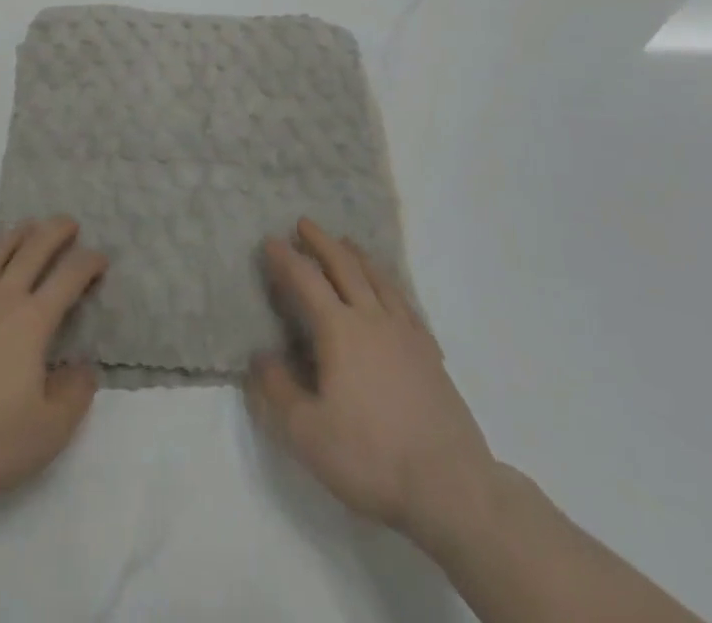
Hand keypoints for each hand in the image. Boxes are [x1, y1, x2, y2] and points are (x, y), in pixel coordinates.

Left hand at [0, 216, 106, 495]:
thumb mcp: (45, 432)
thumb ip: (73, 398)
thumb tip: (87, 369)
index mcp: (33, 321)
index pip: (68, 278)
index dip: (88, 263)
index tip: (100, 258)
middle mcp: (2, 296)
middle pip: (33, 249)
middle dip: (55, 231)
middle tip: (69, 223)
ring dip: (19, 234)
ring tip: (31, 226)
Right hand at [247, 218, 498, 552]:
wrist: (452, 488)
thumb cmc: (371, 457)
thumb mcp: (308, 432)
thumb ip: (278, 390)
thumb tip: (260, 357)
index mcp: (339, 330)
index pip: (306, 280)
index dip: (285, 258)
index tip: (270, 241)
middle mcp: (372, 320)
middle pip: (345, 268)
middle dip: (322, 243)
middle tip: (305, 224)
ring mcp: (407, 335)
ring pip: (379, 281)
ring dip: (358, 257)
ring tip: (346, 243)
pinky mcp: (431, 356)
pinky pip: (406, 305)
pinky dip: (391, 287)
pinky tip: (390, 293)